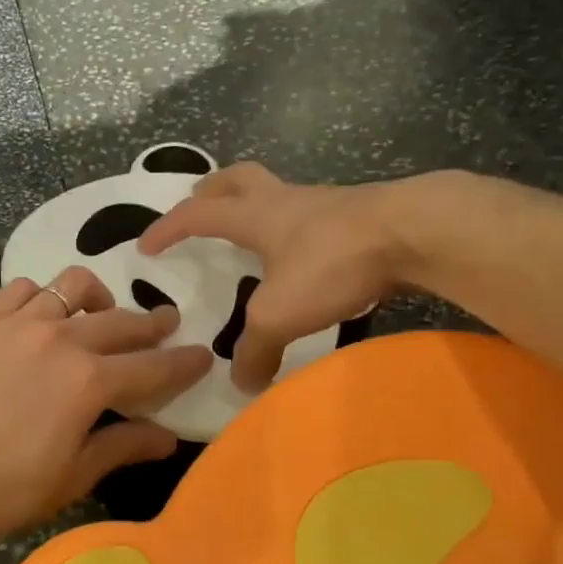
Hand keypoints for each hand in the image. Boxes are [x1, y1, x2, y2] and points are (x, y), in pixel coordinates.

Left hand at [0, 267, 213, 546]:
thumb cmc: (5, 490)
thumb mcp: (73, 476)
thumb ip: (123, 447)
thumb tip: (168, 437)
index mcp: (90, 381)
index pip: (153, 366)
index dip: (183, 362)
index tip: (203, 354)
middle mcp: (60, 340)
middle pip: (120, 321)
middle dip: (152, 324)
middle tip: (166, 325)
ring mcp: (17, 325)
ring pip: (71, 287)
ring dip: (98, 298)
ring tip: (100, 312)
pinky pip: (21, 289)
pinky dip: (41, 295)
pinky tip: (41, 313)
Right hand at [139, 161, 428, 391]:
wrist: (416, 233)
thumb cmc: (332, 263)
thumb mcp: (280, 315)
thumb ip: (254, 349)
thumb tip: (241, 384)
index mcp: (256, 216)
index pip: (197, 215)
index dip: (168, 228)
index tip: (145, 245)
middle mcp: (286, 201)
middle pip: (239, 179)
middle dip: (213, 189)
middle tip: (198, 202)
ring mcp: (327, 204)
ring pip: (280, 194)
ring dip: (259, 207)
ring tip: (253, 236)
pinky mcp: (361, 217)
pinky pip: (315, 216)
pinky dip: (298, 231)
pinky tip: (306, 258)